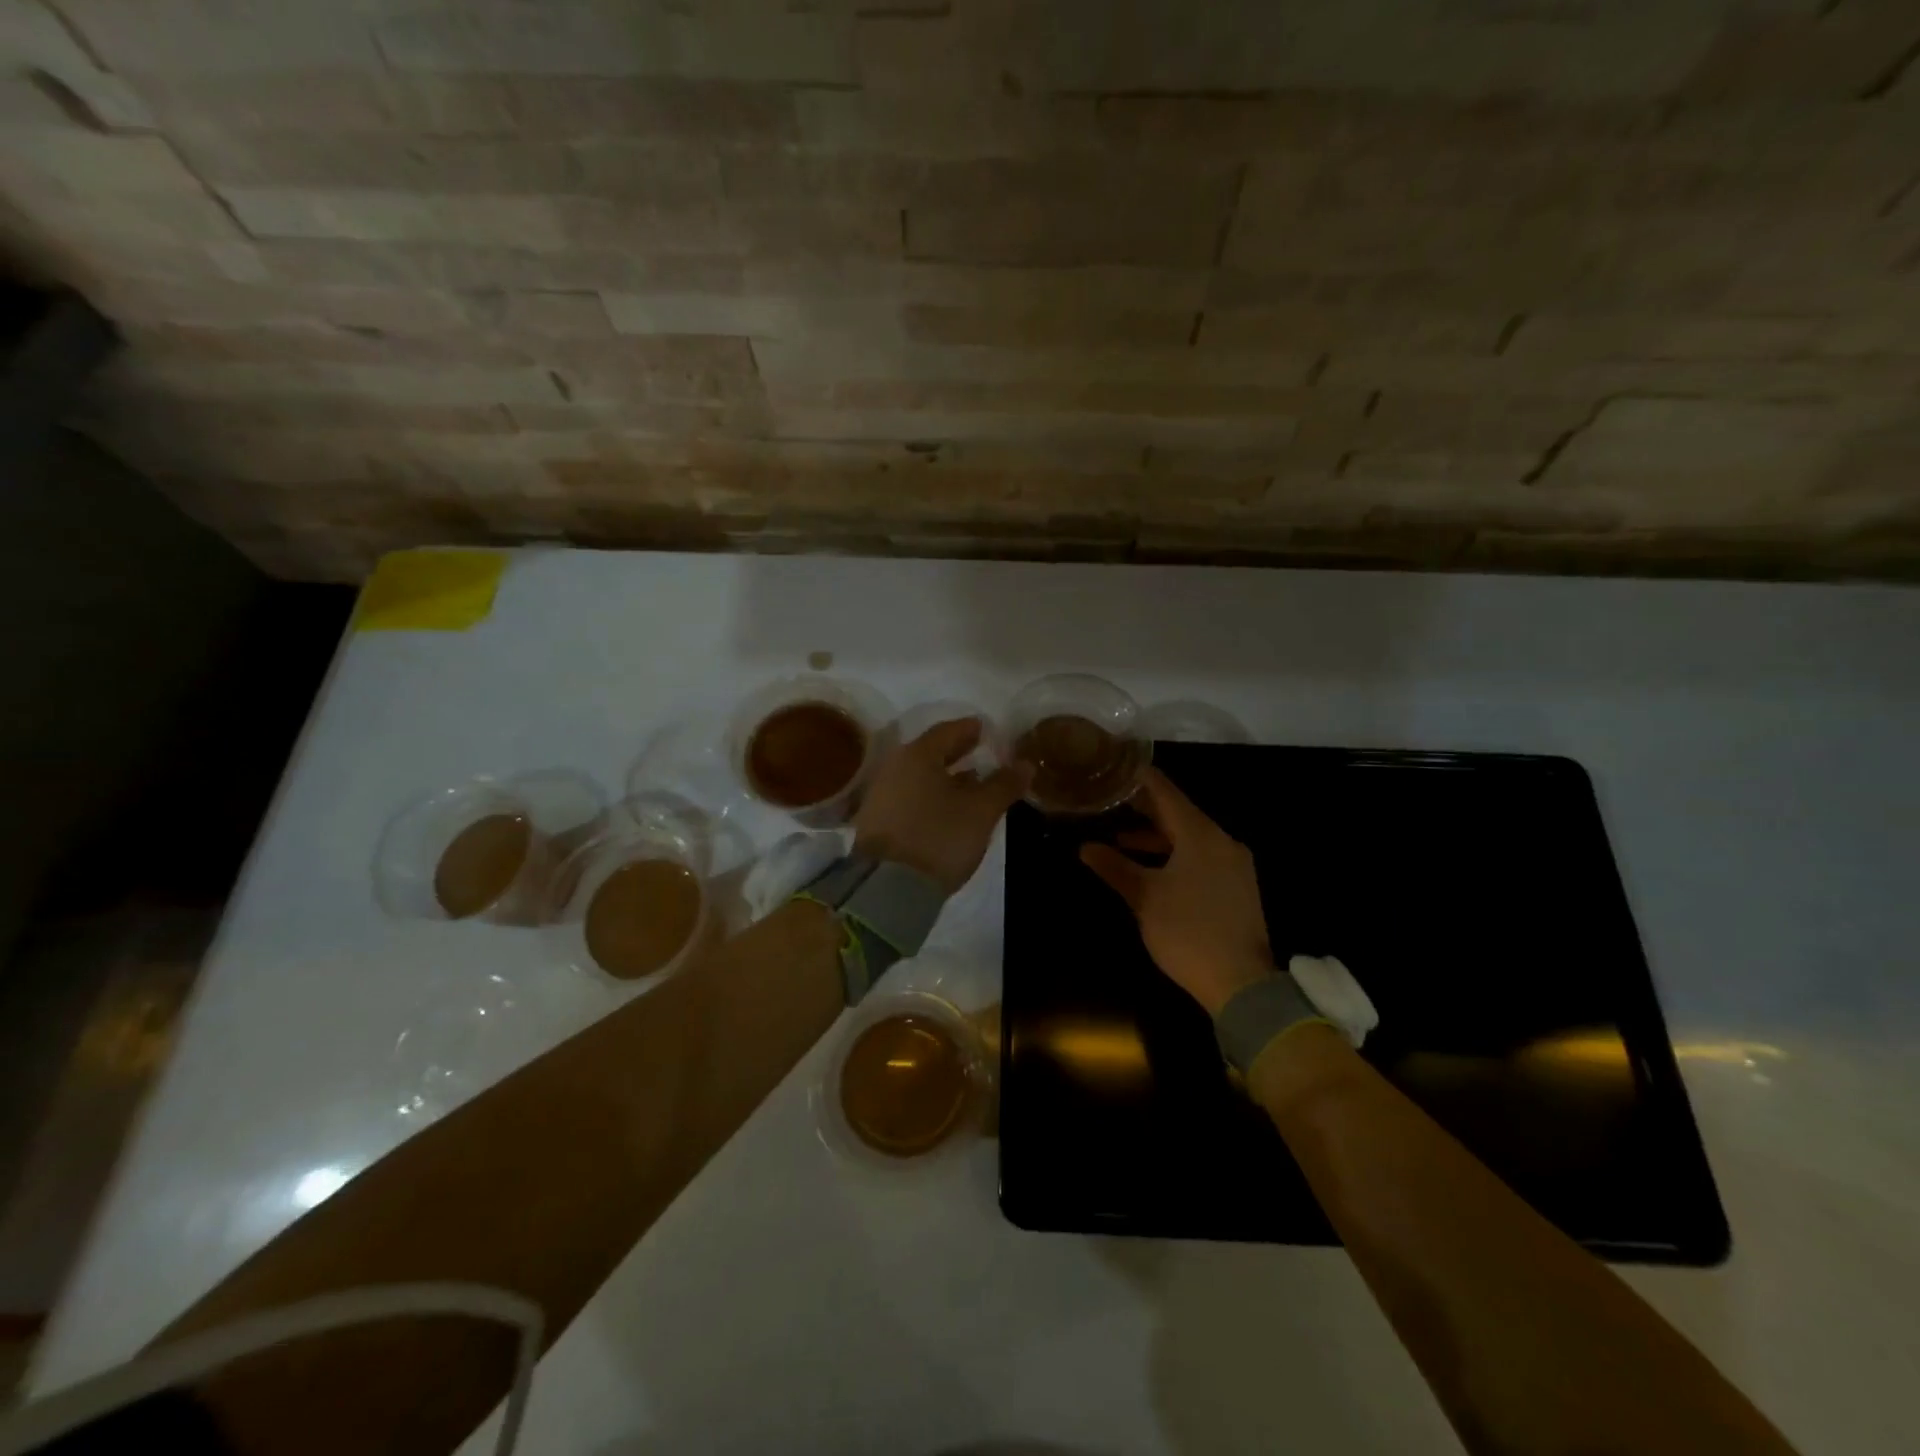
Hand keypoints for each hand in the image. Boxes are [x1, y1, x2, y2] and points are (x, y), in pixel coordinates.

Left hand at [854, 718, 1031, 893]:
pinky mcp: (876, 821)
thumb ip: (1004, 784)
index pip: (948, 731)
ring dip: (944, 776)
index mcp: (918, 755)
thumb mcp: (981, 811)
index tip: (987, 730)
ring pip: (919, 776)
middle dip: (957, 752)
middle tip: (980, 752)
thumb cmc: (940, 837)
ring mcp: (881, 795)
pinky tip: (947, 809)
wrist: (889, 888)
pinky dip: (929, 795)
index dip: (970, 729)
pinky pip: (909, 797)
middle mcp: (894, 767)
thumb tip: (1025, 764)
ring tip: (971, 783)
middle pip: (930, 752)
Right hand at [1080, 767, 1274, 1014]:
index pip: (1166, 792)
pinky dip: (1174, 854)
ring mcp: (1233, 864)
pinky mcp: (1236, 886)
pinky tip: (1151, 868)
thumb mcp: (1144, 897)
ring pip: (1190, 837)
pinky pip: (1201, 856)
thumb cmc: (1187, 931)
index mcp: (1201, 835)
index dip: (1139, 779)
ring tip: (1119, 838)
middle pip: (1179, 813)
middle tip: (1109, 800)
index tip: (1114, 767)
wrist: (1240, 983)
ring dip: (1156, 836)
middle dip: (1144, 808)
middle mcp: (1222, 841)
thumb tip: (1084, 847)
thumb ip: (1115, 867)